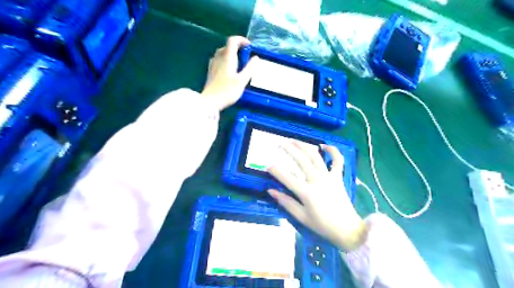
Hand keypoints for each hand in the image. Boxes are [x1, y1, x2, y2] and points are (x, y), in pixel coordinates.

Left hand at [200, 35, 256, 110]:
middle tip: (246, 58)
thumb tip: (256, 58)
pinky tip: (229, 71)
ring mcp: (213, 65)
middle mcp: (219, 58)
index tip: (249, 47)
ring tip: (239, 65)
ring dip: (231, 55)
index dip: (241, 40)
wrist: (210, 102)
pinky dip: (226, 61)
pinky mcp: (211, 72)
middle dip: (237, 49)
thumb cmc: (227, 91)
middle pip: (227, 47)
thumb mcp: (242, 81)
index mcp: (227, 58)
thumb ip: (250, 69)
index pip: (232, 41)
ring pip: (222, 54)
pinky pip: (219, 61)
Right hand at [267, 143, 367, 250]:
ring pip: (315, 156)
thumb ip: (286, 202)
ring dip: (304, 146)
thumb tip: (271, 191)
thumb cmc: (322, 225)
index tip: (268, 165)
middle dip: (289, 150)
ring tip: (294, 140)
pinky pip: (337, 160)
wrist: (347, 229)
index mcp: (306, 192)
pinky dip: (333, 151)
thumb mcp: (301, 217)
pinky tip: (324, 146)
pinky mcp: (338, 177)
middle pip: (301, 160)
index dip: (275, 170)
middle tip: (280, 144)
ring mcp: (329, 176)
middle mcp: (317, 180)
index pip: (287, 178)